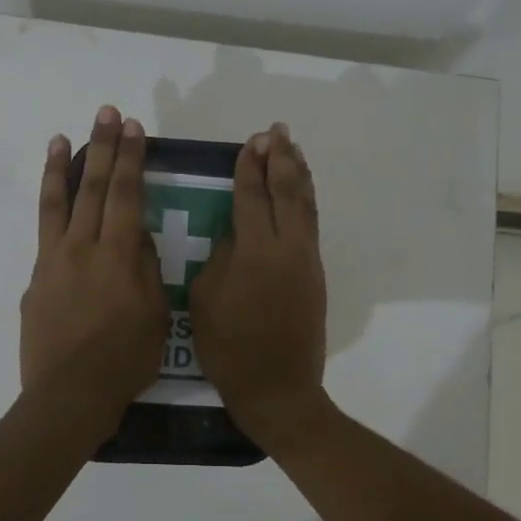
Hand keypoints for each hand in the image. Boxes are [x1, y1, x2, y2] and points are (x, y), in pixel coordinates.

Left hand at [20, 105, 167, 434]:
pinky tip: (54, 196)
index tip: (133, 128)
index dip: (131, 158)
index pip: (127, 195)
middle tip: (106, 113)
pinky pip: (44, 231)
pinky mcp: (36, 277)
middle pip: (94, 187)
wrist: (68, 394)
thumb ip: (148, 270)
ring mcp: (54, 260)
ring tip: (63, 137)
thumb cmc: (123, 360)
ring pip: (58, 202)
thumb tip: (139, 237)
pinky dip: (49, 207)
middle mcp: (83, 247)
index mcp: (119, 256)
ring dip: (64, 167)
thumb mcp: (156, 316)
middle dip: (103, 147)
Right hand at [189, 122, 327, 434]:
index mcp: (255, 252)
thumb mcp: (205, 300)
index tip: (250, 142)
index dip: (249, 168)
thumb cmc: (230, 349)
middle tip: (274, 132)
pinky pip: (311, 225)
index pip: (251, 197)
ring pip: (305, 205)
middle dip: (280, 159)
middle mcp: (287, 247)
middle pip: (286, 192)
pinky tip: (301, 190)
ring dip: (299, 173)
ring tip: (293, 148)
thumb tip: (233, 234)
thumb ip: (219, 258)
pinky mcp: (315, 274)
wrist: (278, 388)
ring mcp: (306, 260)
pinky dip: (307, 200)